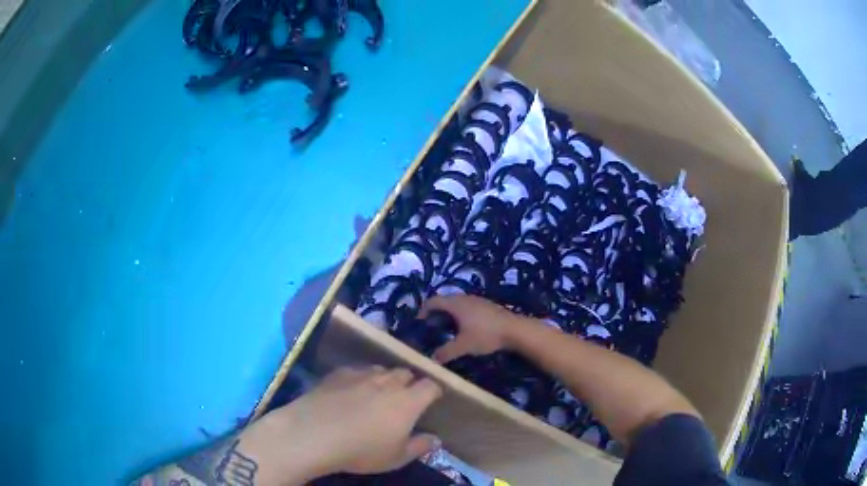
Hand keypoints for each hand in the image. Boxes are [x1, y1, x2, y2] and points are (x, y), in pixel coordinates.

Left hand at [240, 366, 442, 483]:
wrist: (314, 433)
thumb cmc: (361, 450)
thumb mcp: (395, 458)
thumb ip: (419, 447)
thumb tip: (435, 438)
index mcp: (408, 401)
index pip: (430, 386)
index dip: (433, 391)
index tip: (432, 399)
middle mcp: (387, 382)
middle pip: (405, 373)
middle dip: (409, 383)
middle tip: (403, 399)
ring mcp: (361, 374)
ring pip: (380, 370)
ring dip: (384, 379)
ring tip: (377, 394)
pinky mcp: (337, 373)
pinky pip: (356, 371)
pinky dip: (359, 379)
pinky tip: (349, 392)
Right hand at [420, 295, 526, 363]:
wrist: (515, 330)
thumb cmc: (486, 335)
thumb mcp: (463, 346)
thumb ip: (445, 352)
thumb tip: (431, 360)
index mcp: (455, 303)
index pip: (432, 301)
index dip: (423, 311)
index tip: (418, 324)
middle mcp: (464, 298)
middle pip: (444, 302)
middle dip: (435, 315)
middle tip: (431, 330)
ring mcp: (477, 300)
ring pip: (456, 305)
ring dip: (448, 316)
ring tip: (446, 331)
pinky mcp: (486, 306)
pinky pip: (467, 308)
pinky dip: (460, 316)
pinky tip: (464, 330)